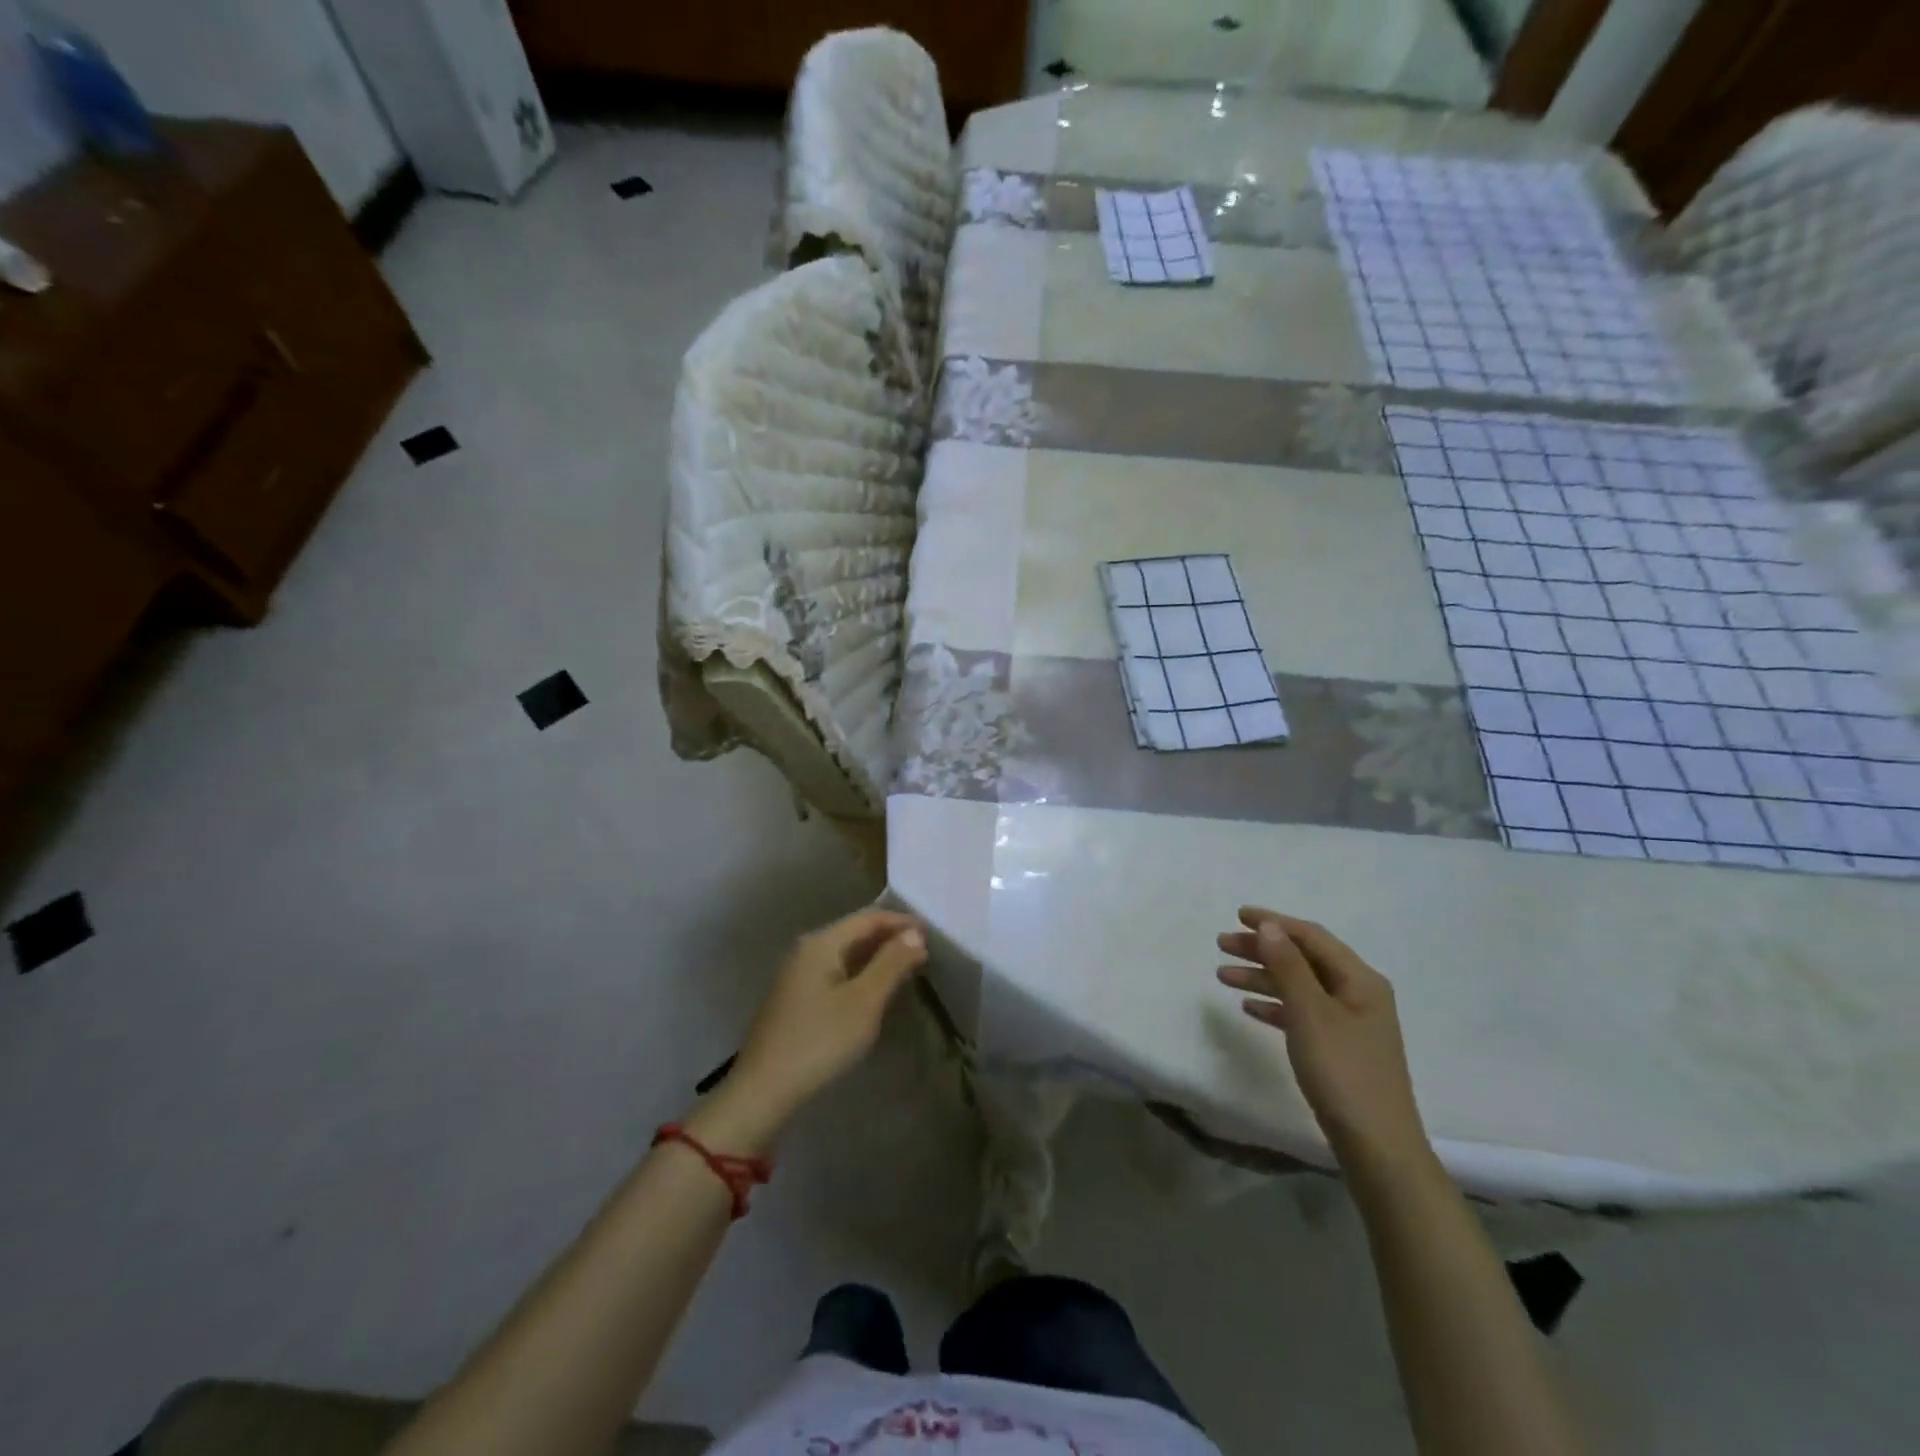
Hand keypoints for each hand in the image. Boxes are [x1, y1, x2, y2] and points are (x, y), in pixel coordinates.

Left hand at [726, 909, 926, 1126]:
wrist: (764, 1089)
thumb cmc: (820, 1040)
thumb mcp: (864, 1001)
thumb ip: (891, 963)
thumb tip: (915, 933)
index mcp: (821, 943)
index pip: (868, 918)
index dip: (901, 922)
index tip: (931, 932)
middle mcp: (807, 950)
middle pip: (855, 932)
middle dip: (890, 938)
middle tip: (924, 950)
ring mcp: (798, 974)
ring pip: (845, 953)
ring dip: (877, 956)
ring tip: (907, 967)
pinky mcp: (797, 997)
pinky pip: (836, 971)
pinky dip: (861, 972)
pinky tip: (876, 988)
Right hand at [1217, 908, 1430, 1175]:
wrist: (1376, 1146)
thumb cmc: (1343, 1072)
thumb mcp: (1310, 1013)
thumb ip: (1288, 966)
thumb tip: (1269, 926)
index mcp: (1360, 980)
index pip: (1311, 937)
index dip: (1274, 922)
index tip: (1237, 916)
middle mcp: (1358, 994)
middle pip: (1303, 959)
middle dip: (1262, 949)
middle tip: (1222, 945)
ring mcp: (1349, 1022)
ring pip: (1298, 986)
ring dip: (1262, 977)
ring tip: (1223, 976)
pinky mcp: (1339, 1048)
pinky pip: (1301, 1013)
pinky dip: (1275, 1005)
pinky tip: (1249, 1008)